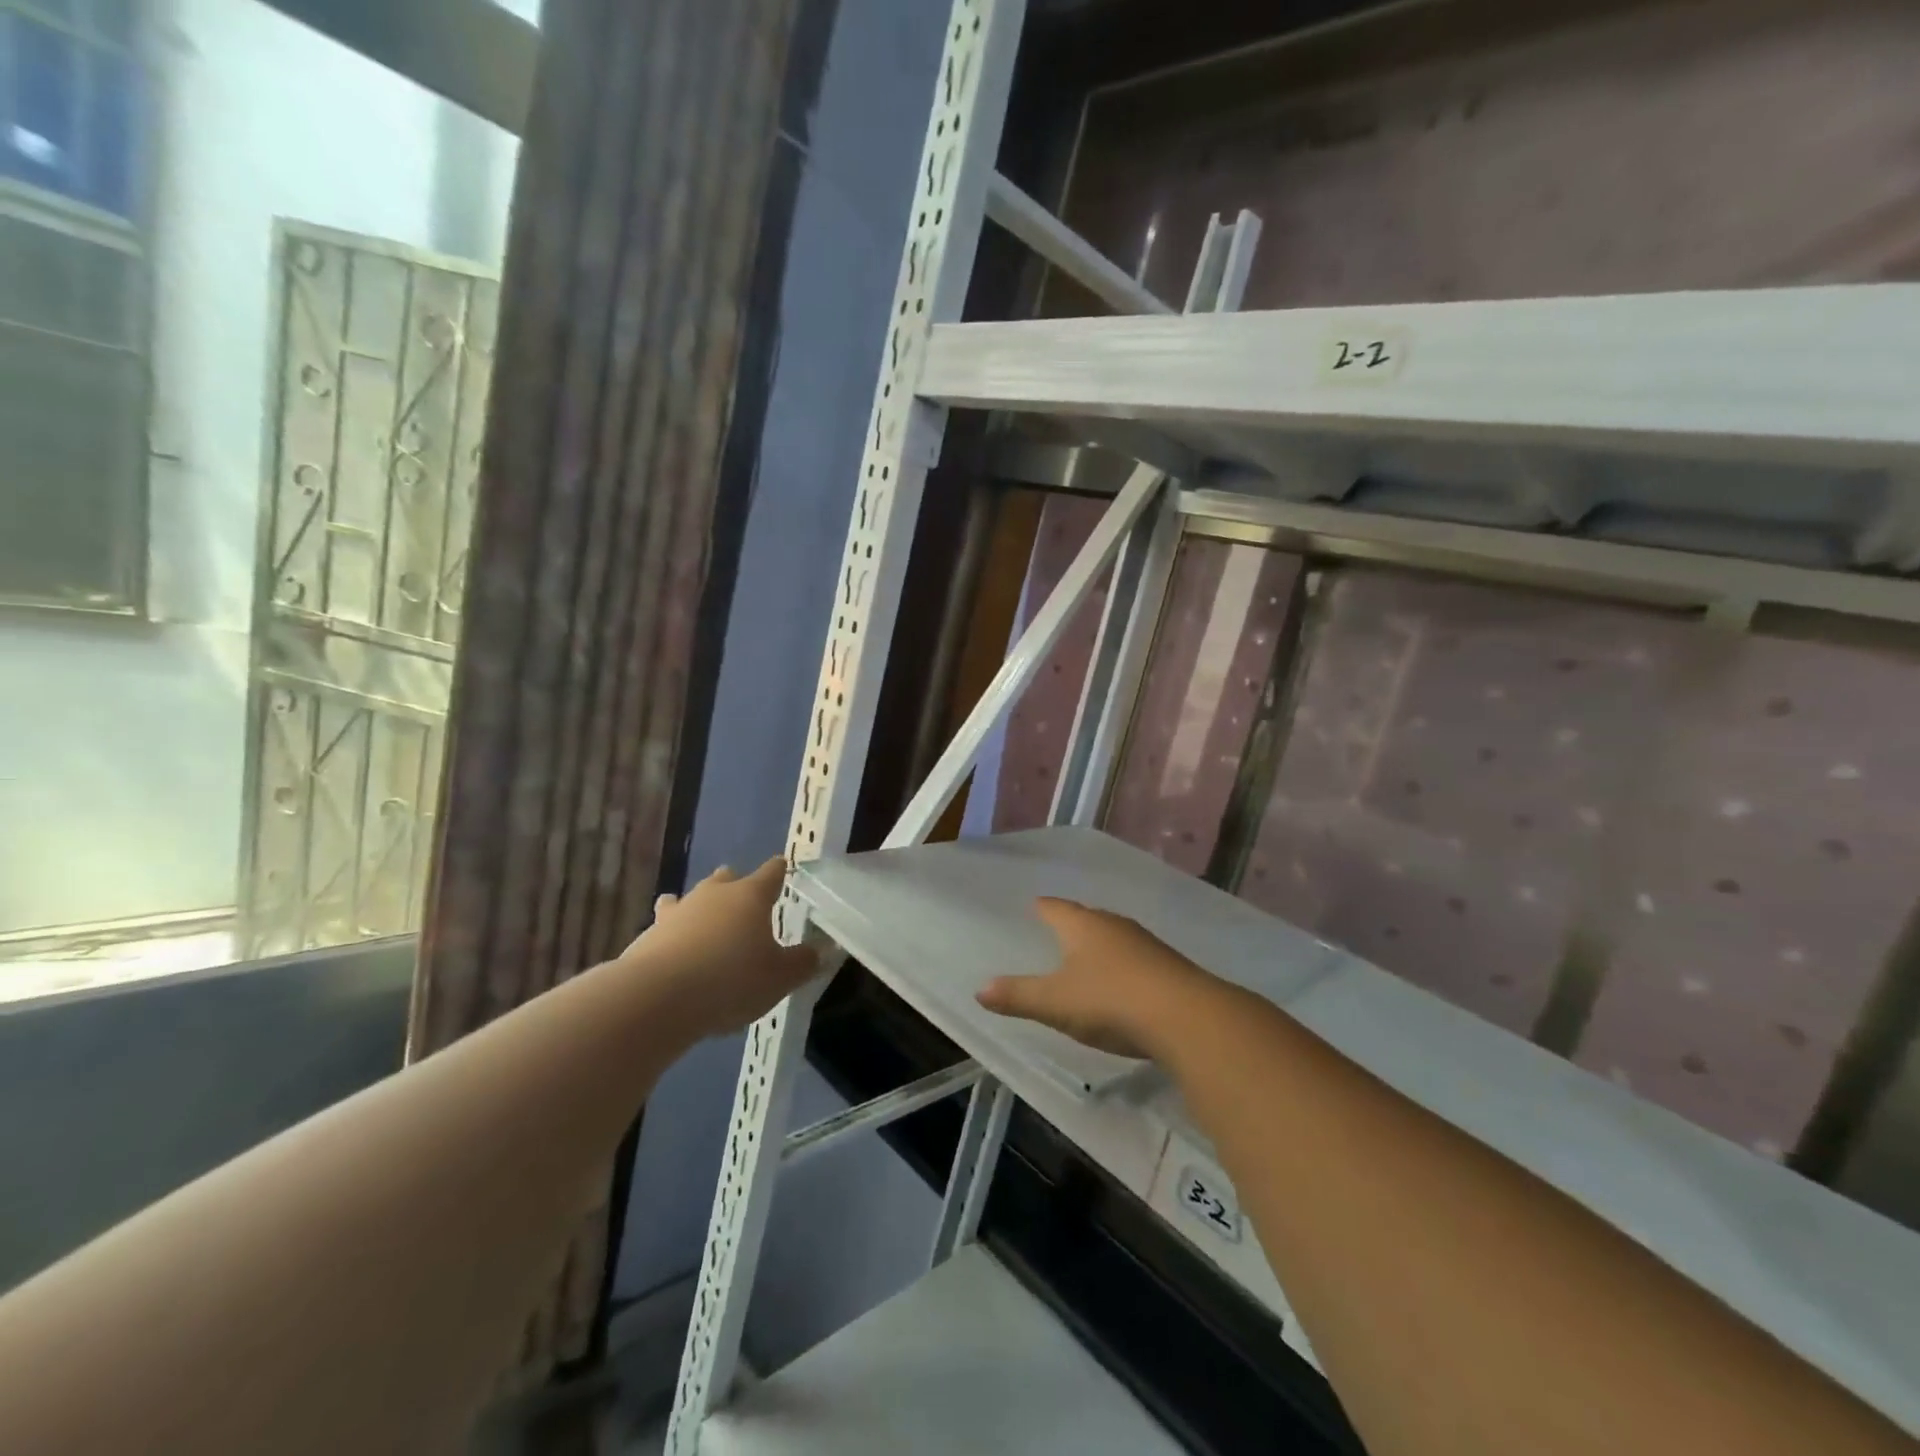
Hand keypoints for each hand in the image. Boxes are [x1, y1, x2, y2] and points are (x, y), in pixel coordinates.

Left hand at [625, 858, 819, 1039]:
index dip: (779, 871)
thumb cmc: (730, 980)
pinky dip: (673, 935)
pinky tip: (675, 952)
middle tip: (743, 900)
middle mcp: (714, 894)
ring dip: (699, 907)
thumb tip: (822, 950)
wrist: (656, 998)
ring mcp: (678, 912)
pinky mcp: (648, 935)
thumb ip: (803, 963)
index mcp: (751, 896)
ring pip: (691, 898)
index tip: (783, 866)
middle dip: (735, 885)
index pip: (771, 873)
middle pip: (727, 878)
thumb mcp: (779, 978)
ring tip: (702, 920)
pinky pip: (666, 927)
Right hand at [976, 898, 1220, 1060]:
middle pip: (1088, 918)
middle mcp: (1115, 926)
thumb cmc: (1110, 1001)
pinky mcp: (1169, 967)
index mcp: (1083, 926)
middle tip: (1058, 930)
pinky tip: (1123, 983)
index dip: (1043, 908)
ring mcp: (1146, 944)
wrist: (1185, 1017)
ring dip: (1101, 945)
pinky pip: (1137, 959)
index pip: (1056, 908)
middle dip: (1072, 924)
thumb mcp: (1055, 1003)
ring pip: (1115, 937)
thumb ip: (1018, 995)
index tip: (1034, 905)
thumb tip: (980, 989)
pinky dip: (1124, 966)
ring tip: (1088, 955)